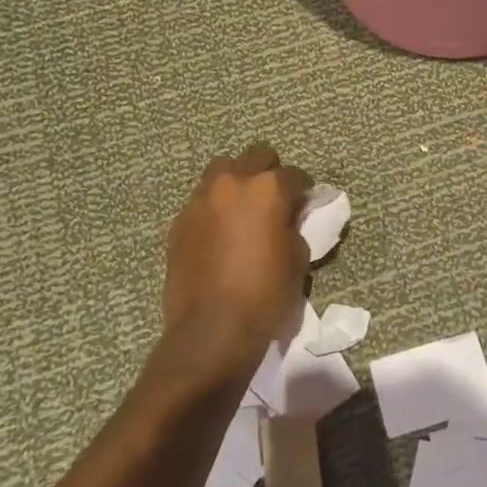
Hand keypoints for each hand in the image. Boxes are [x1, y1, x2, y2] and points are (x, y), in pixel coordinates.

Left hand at [153, 144, 312, 392]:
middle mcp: (232, 184)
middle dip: (269, 171)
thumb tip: (289, 219)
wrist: (212, 330)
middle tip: (275, 199)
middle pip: (256, 155)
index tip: (306, 204)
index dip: (304, 189)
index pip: (294, 174)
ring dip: (237, 182)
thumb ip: (295, 227)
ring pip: (221, 170)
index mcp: (268, 190)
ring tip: (243, 209)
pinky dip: (214, 206)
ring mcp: (201, 200)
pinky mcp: (180, 222)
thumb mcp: (298, 259)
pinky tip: (221, 232)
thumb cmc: (266, 295)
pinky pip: (202, 200)